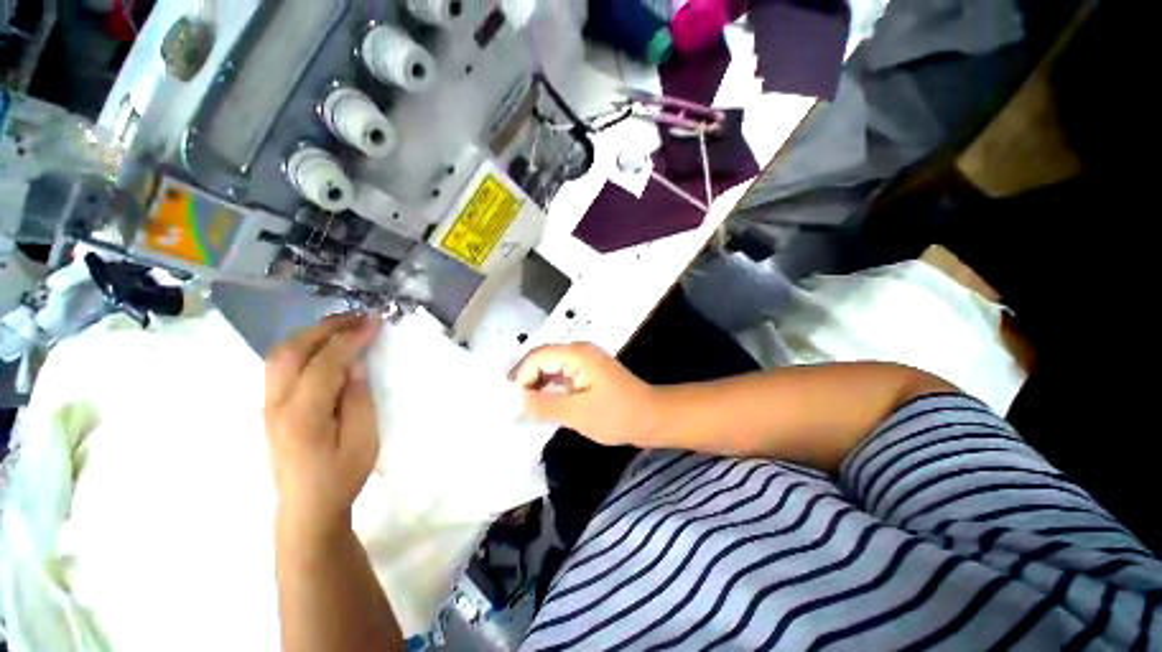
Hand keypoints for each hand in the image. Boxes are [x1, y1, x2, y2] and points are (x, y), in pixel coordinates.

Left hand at [264, 314, 381, 535]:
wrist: (306, 508)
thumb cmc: (341, 476)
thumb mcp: (363, 438)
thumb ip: (357, 397)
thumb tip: (355, 363)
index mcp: (302, 415)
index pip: (325, 364)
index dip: (351, 339)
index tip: (374, 321)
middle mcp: (277, 404)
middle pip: (291, 351)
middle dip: (325, 327)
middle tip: (357, 317)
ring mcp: (268, 405)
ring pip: (280, 355)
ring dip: (311, 334)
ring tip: (342, 326)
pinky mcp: (271, 407)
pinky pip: (280, 365)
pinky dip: (303, 347)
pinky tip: (323, 346)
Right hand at [513, 343, 661, 446]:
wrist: (652, 417)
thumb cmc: (618, 415)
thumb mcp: (577, 414)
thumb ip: (544, 405)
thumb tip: (519, 399)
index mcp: (576, 354)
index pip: (537, 357)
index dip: (522, 377)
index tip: (516, 403)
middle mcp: (579, 351)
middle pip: (542, 359)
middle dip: (527, 380)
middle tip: (517, 406)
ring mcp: (585, 360)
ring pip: (551, 367)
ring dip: (538, 384)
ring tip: (526, 407)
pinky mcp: (589, 371)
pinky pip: (562, 374)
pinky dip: (550, 387)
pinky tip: (544, 403)